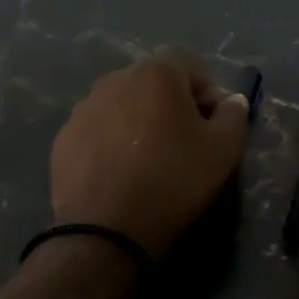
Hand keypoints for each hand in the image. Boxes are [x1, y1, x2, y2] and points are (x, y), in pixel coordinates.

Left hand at [49, 55, 250, 259]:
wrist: (105, 231)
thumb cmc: (174, 181)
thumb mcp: (224, 150)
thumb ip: (234, 115)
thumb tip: (232, 101)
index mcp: (156, 73)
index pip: (192, 66)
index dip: (210, 93)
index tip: (216, 126)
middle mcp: (115, 79)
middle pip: (155, 84)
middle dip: (174, 106)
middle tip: (186, 143)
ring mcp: (83, 109)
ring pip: (124, 107)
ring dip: (141, 123)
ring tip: (151, 161)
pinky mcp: (63, 139)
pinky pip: (99, 132)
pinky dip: (113, 144)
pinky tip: (122, 175)